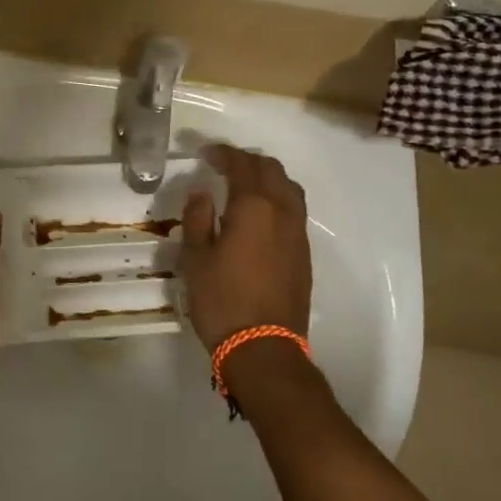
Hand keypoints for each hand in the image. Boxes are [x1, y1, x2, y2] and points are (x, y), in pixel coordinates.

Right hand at [180, 144, 310, 349]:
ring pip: (289, 188)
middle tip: (224, 165)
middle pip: (271, 170)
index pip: (241, 165)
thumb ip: (197, 218)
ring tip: (246, 184)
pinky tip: (261, 215)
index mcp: (253, 207)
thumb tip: (202, 193)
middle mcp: (282, 212)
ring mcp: (298, 233)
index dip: (223, 153)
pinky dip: (278, 199)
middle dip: (248, 161)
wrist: (264, 348)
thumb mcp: (196, 259)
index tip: (205, 152)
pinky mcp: (304, 254)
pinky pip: (294, 210)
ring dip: (268, 177)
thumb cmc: (222, 300)